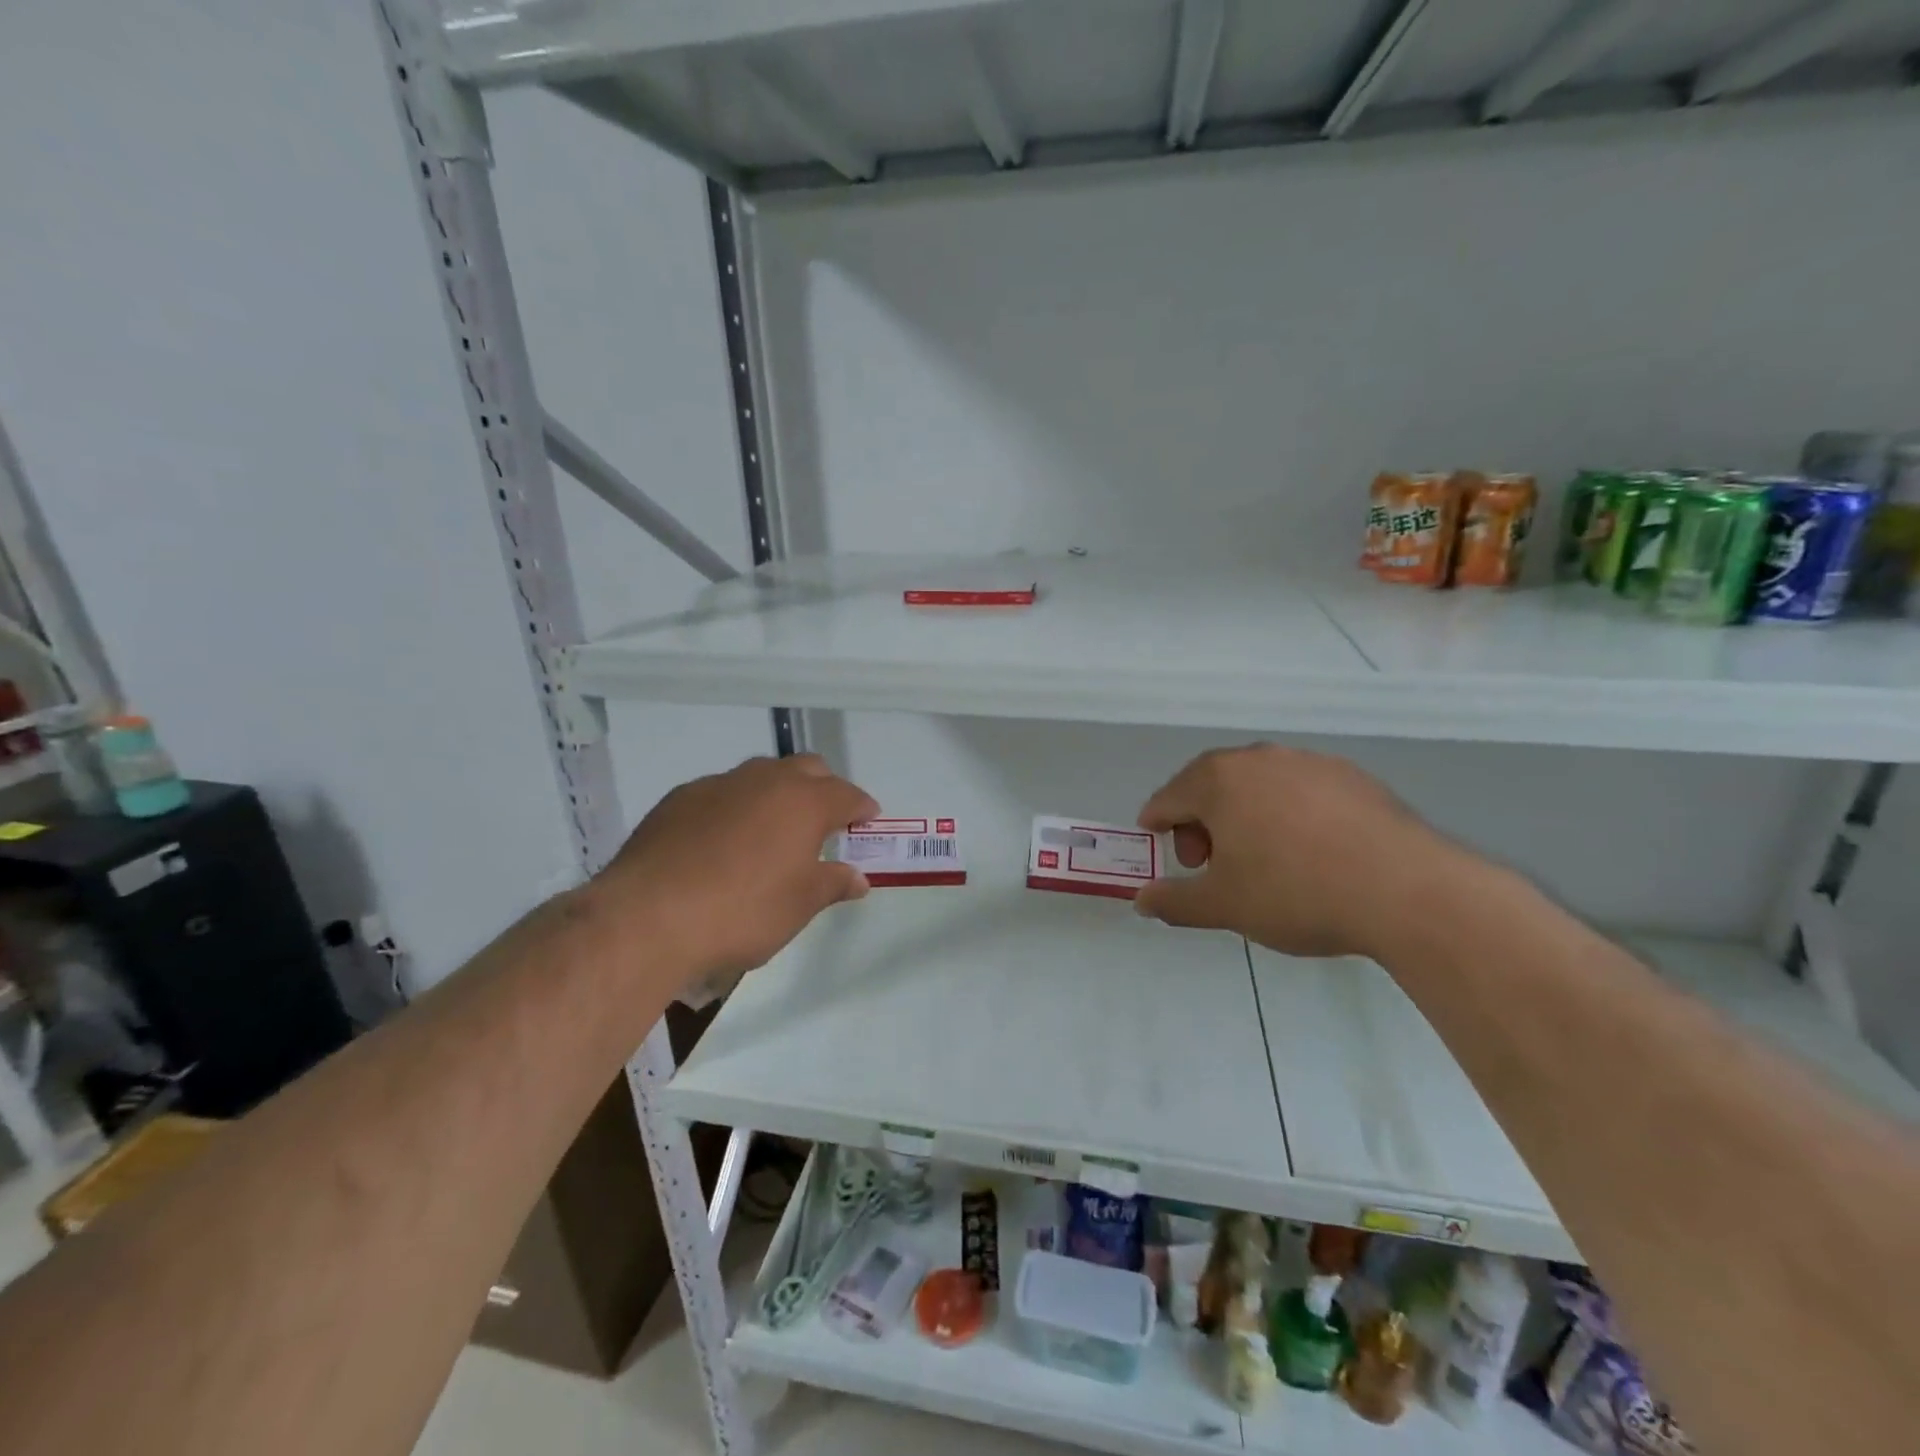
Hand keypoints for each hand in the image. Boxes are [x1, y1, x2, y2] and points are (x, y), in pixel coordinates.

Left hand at [589, 754, 877, 997]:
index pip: (847, 794)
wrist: (647, 917)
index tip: (868, 821)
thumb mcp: (799, 906)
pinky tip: (723, 841)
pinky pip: (721, 792)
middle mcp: (764, 780)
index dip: (862, 807)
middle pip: (807, 769)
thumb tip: (858, 877)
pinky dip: (735, 807)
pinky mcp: (679, 798)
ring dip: (777, 794)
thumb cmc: (742, 912)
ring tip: (773, 830)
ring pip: (761, 775)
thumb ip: (833, 884)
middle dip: (823, 788)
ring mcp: (718, 784)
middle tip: (824, 822)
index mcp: (803, 802)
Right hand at [1134, 743, 1458, 959]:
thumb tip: (1142, 900)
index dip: (1157, 826)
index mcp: (1218, 780)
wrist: (1406, 891)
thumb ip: (1175, 901)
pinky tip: (1310, 851)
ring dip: (1244, 816)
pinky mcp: (1351, 776)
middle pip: (1211, 786)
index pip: (1168, 798)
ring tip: (1262, 859)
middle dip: (1201, 823)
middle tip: (1212, 864)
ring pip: (1257, 786)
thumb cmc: (1295, 893)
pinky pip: (1300, 791)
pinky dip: (1288, 814)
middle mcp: (1258, 759)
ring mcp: (1308, 762)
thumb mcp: (1224, 906)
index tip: (1163, 851)